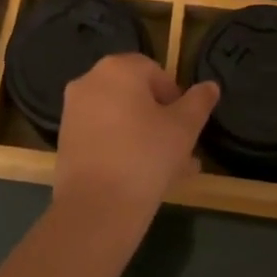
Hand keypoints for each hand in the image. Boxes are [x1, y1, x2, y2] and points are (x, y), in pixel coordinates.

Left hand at [54, 54, 218, 233]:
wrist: (96, 207)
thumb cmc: (146, 157)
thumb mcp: (183, 129)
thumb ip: (198, 102)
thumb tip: (210, 86)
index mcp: (118, 69)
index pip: (155, 72)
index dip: (175, 97)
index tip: (186, 126)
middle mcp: (91, 81)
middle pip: (135, 95)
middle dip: (160, 119)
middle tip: (180, 149)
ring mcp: (74, 110)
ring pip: (120, 117)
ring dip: (144, 136)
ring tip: (169, 169)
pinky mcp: (66, 139)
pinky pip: (103, 135)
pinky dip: (122, 147)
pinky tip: (143, 176)